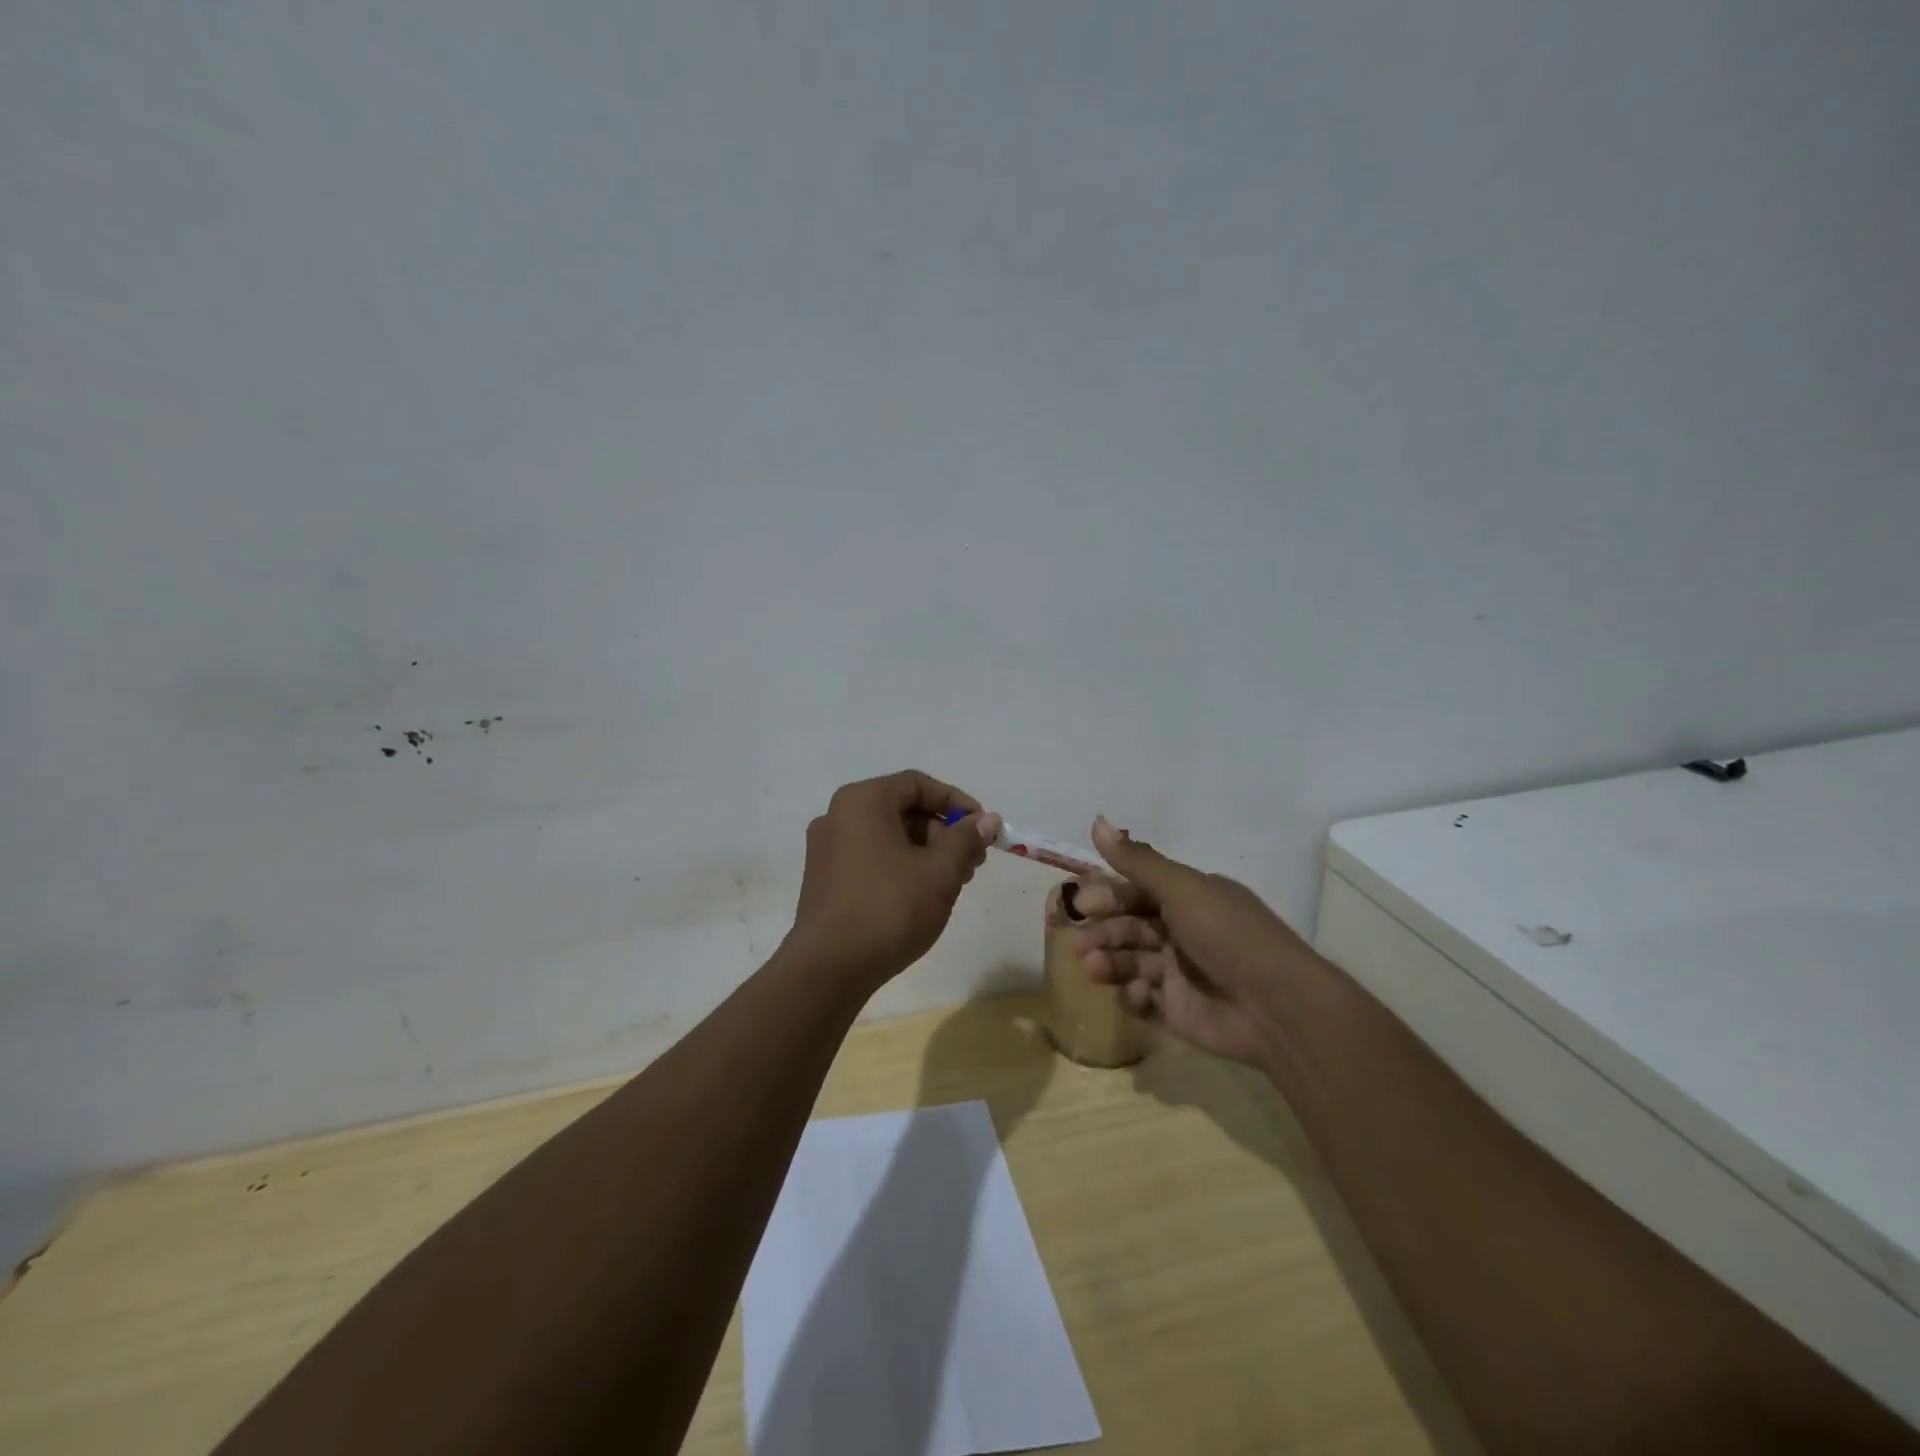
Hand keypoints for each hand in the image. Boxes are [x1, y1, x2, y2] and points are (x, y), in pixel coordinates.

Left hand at [787, 771, 1002, 989]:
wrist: (829, 969)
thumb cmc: (889, 909)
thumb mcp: (940, 872)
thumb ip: (966, 839)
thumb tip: (988, 820)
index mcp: (862, 801)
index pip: (918, 784)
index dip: (956, 802)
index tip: (983, 828)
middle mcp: (838, 815)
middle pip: (903, 810)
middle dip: (944, 833)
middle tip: (972, 863)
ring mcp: (827, 848)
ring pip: (889, 836)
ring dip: (926, 852)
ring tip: (953, 884)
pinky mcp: (824, 878)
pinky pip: (871, 857)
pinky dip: (901, 866)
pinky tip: (922, 896)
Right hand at [1070, 817, 1310, 1064]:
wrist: (1276, 1007)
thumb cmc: (1228, 936)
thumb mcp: (1183, 889)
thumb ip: (1137, 861)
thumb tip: (1096, 820)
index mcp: (1189, 898)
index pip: (1138, 891)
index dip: (1109, 896)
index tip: (1083, 903)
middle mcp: (1183, 931)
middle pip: (1129, 926)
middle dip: (1104, 932)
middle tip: (1080, 944)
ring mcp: (1180, 972)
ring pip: (1131, 961)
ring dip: (1109, 962)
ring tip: (1093, 968)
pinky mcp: (1178, 1010)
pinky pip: (1143, 999)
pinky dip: (1133, 995)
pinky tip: (1138, 994)